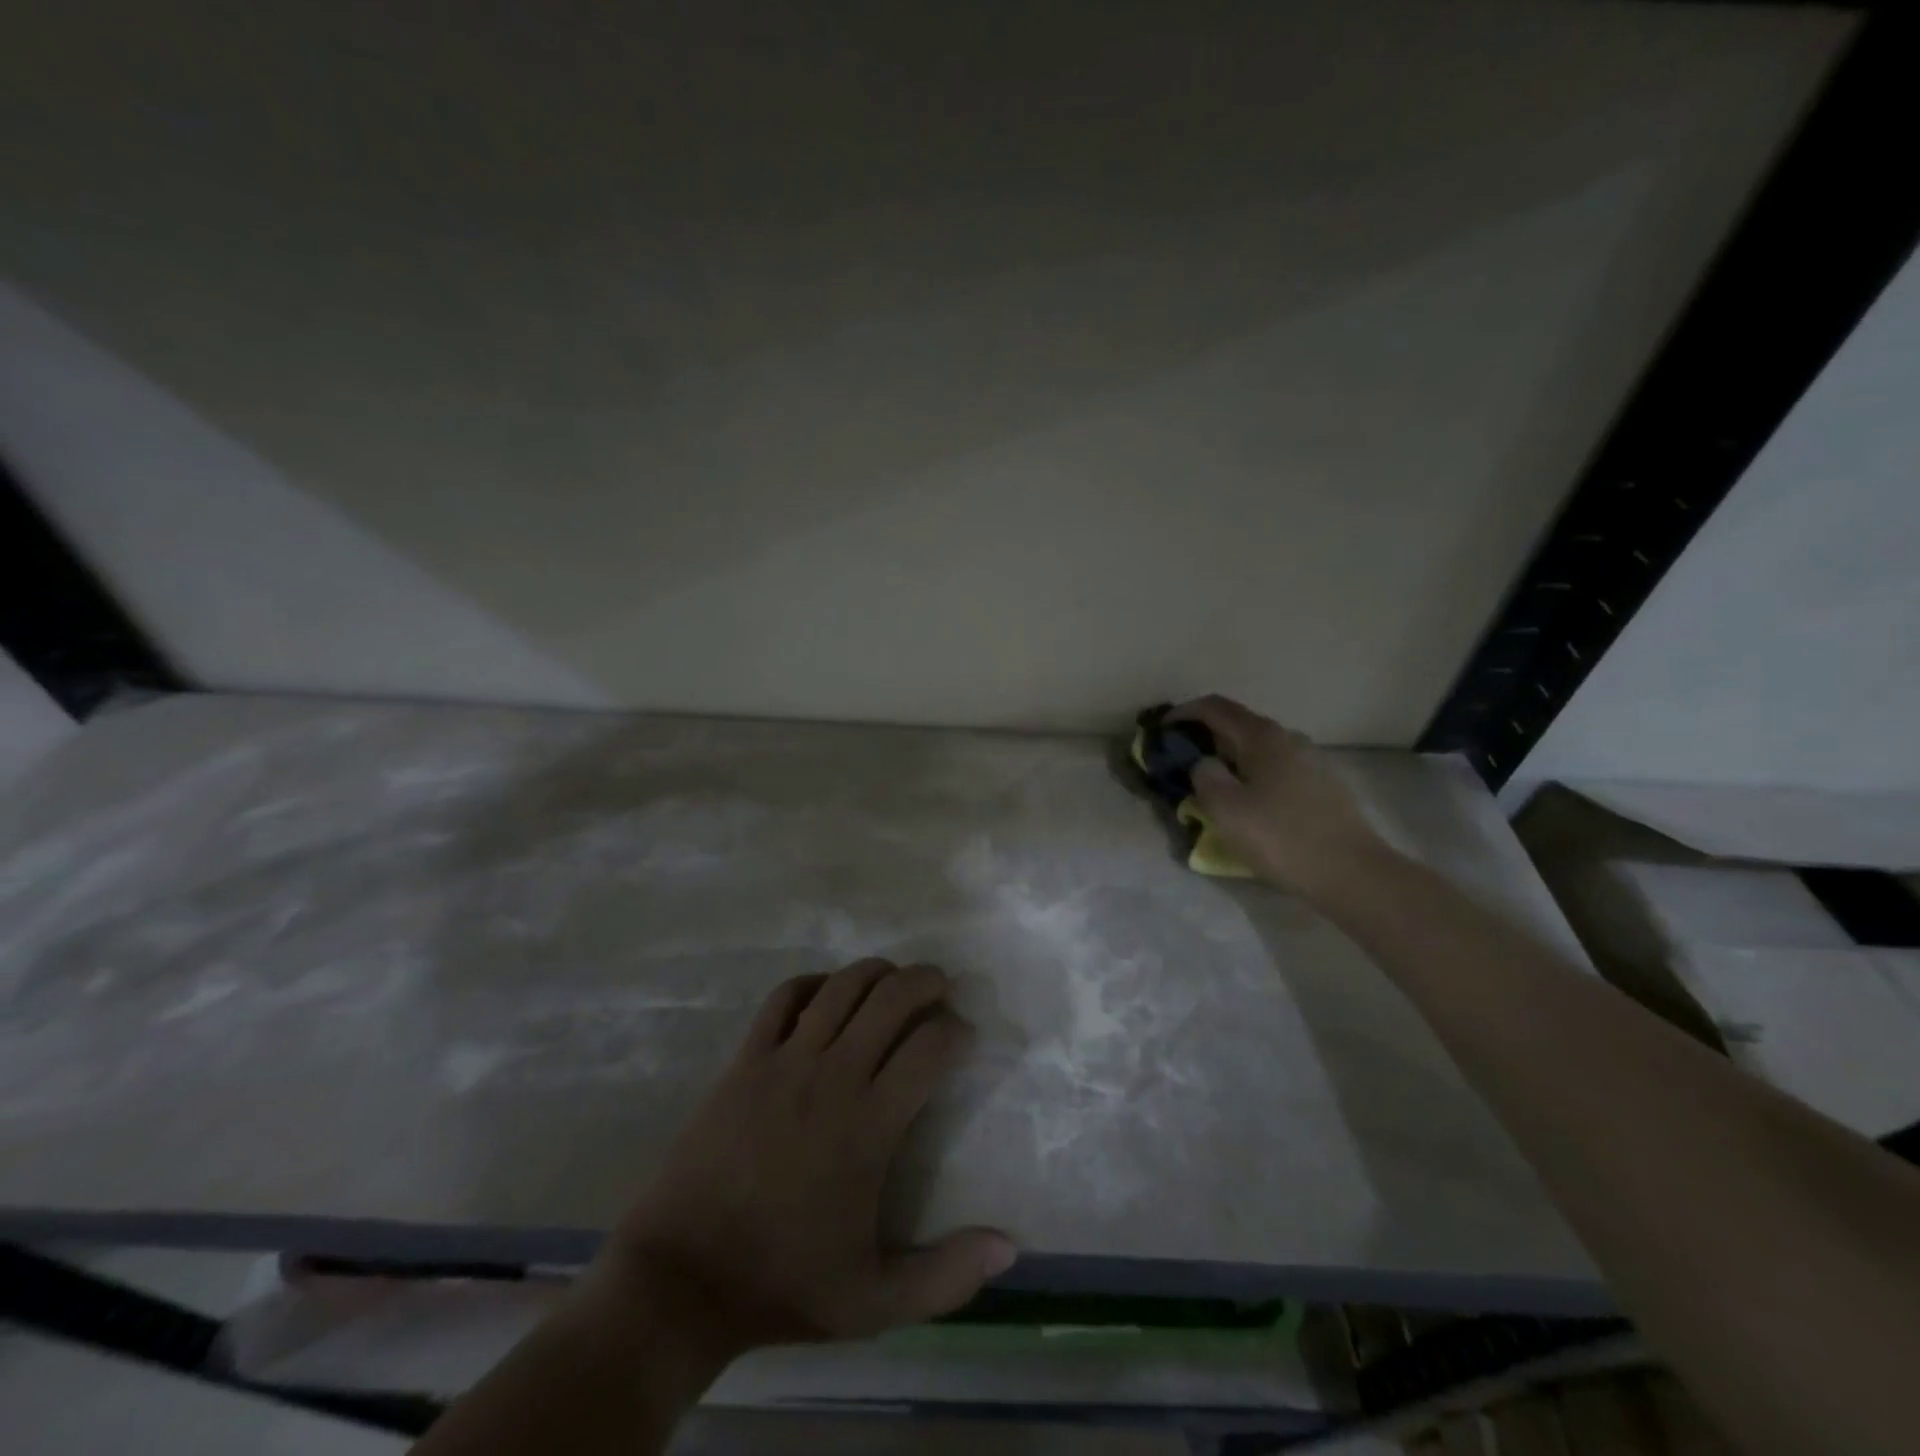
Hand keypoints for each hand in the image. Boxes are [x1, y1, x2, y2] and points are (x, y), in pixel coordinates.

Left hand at [600, 959, 1016, 1358]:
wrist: (683, 1278)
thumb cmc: (784, 1284)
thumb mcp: (876, 1301)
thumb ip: (948, 1275)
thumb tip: (1010, 1246)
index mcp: (869, 1124)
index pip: (929, 1047)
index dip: (956, 1031)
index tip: (963, 1037)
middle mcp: (833, 1076)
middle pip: (891, 998)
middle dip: (926, 981)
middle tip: (941, 987)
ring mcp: (784, 1061)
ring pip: (842, 986)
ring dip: (876, 972)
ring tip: (893, 979)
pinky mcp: (745, 1059)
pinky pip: (784, 997)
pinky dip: (813, 983)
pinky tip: (826, 992)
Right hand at [1170, 695, 1390, 897]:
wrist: (1352, 872)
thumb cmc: (1281, 837)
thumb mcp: (1226, 809)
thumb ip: (1204, 777)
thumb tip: (1205, 763)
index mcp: (1262, 737)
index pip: (1215, 707)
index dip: (1184, 713)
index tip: (1161, 729)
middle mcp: (1288, 738)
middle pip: (1238, 724)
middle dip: (1205, 736)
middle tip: (1182, 759)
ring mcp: (1310, 760)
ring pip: (1258, 748)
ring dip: (1230, 756)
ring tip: (1212, 782)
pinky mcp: (1322, 785)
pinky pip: (1275, 767)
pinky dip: (1252, 772)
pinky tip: (1248, 800)